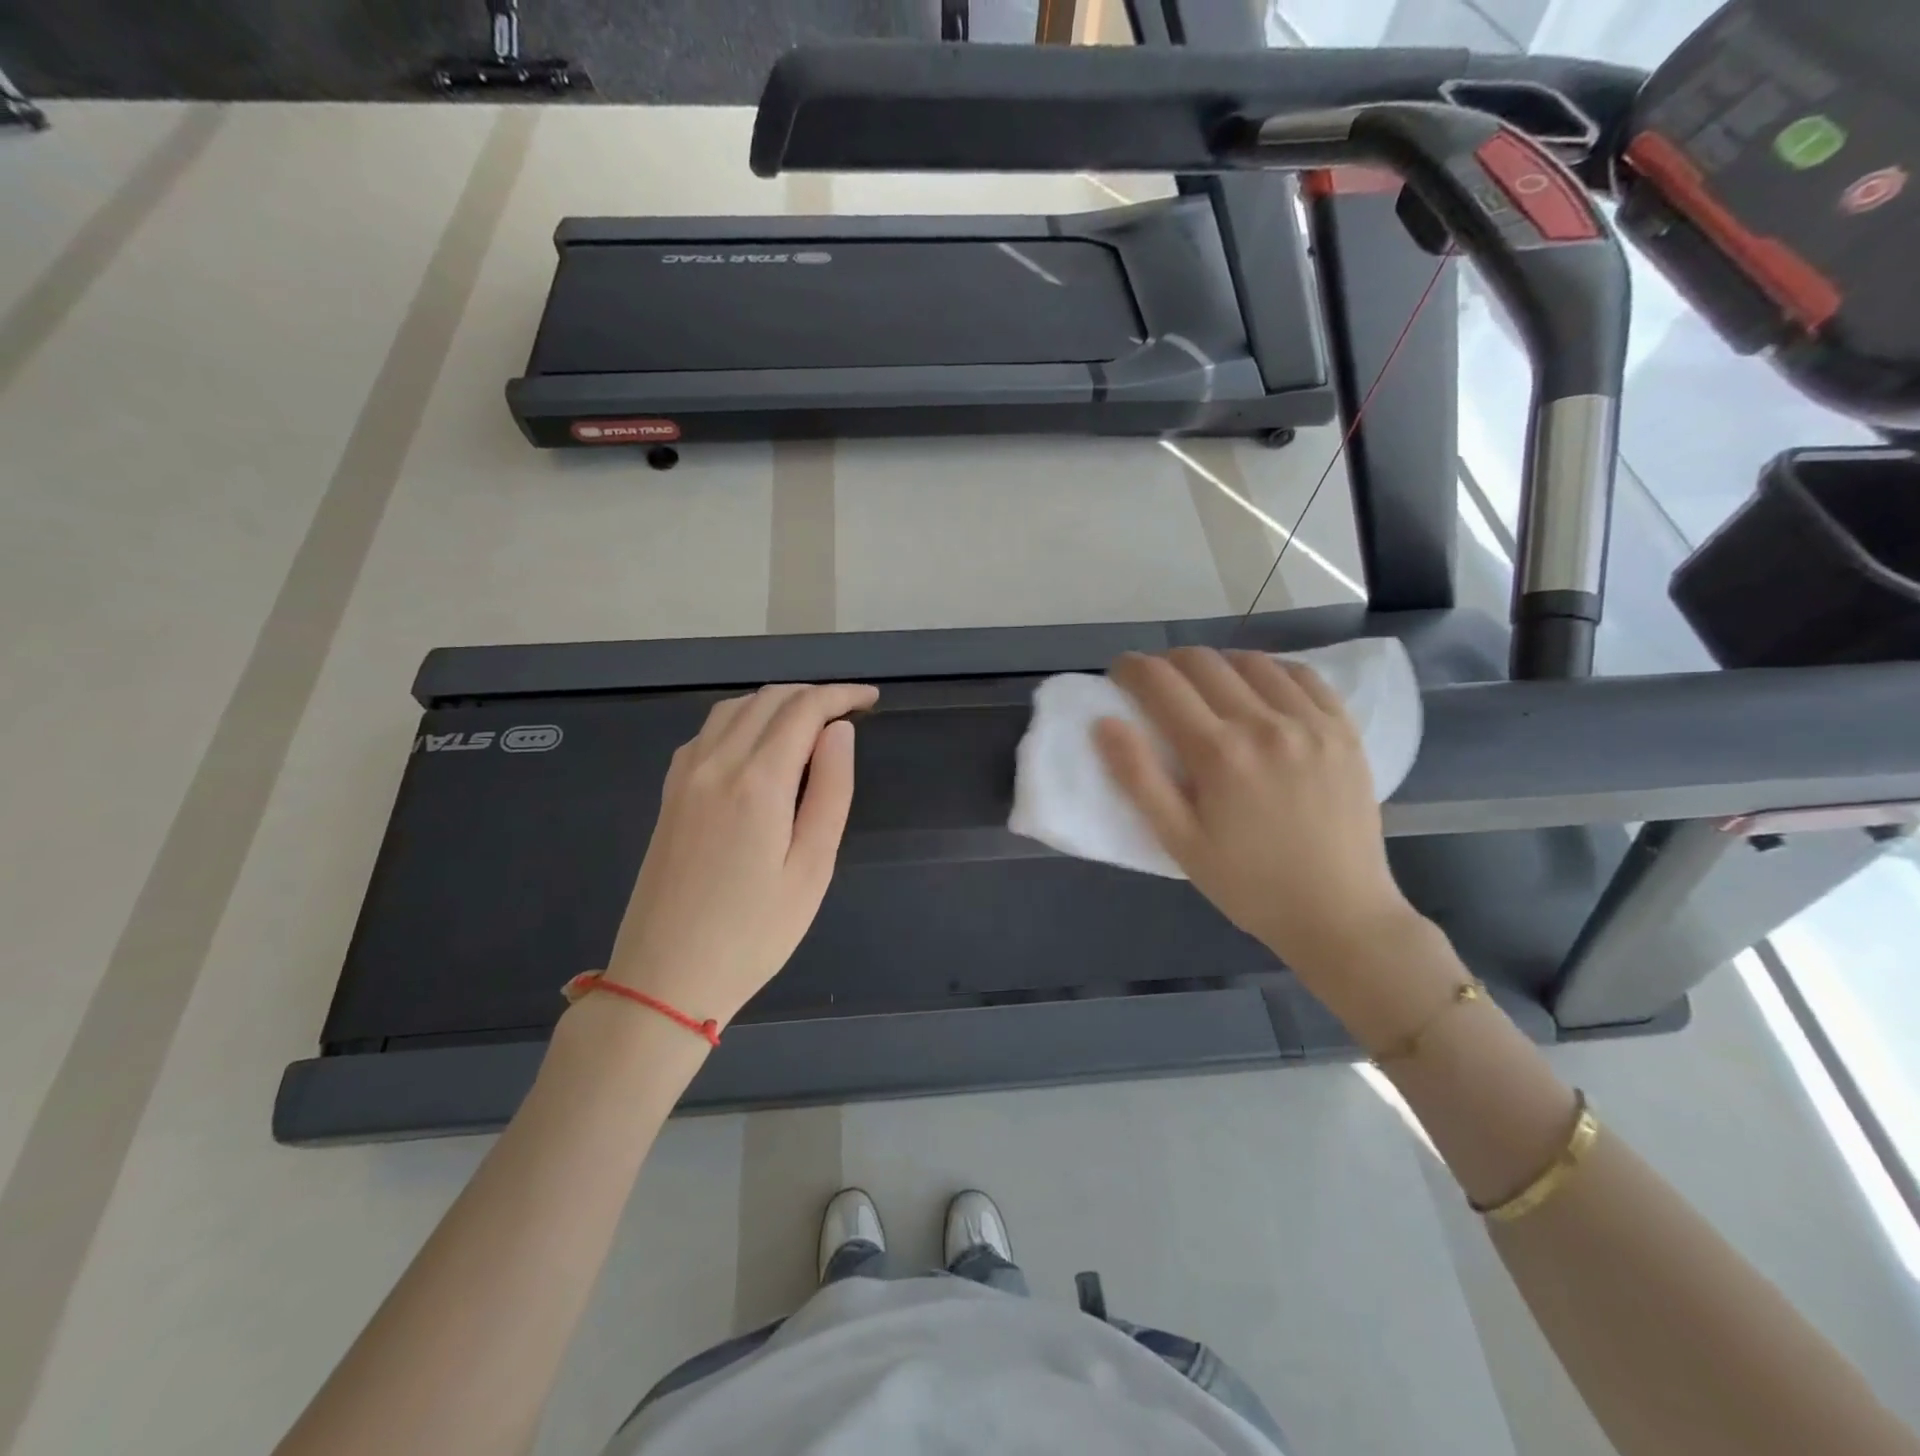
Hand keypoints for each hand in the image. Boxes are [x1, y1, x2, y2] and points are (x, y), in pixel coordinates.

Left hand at [604, 682, 878, 1028]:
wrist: (664, 978)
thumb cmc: (754, 934)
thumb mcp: (812, 868)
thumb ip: (831, 791)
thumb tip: (840, 732)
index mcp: (758, 781)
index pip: (804, 710)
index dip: (841, 695)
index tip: (871, 698)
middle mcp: (716, 763)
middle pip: (769, 700)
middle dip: (813, 694)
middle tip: (849, 711)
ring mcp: (685, 775)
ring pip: (735, 708)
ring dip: (777, 702)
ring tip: (811, 722)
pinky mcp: (669, 792)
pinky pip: (708, 731)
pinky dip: (742, 718)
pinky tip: (759, 743)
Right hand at [1094, 648, 1419, 979]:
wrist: (1339, 914)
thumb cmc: (1247, 884)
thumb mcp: (1179, 842)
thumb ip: (1138, 778)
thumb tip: (1104, 722)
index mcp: (1218, 753)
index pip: (1161, 683)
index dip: (1131, 669)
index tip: (1119, 674)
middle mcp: (1264, 723)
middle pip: (1202, 662)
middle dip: (1167, 662)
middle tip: (1156, 685)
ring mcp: (1310, 722)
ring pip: (1251, 661)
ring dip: (1216, 664)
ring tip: (1206, 687)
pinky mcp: (1344, 729)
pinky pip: (1302, 675)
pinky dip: (1270, 670)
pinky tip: (1259, 689)